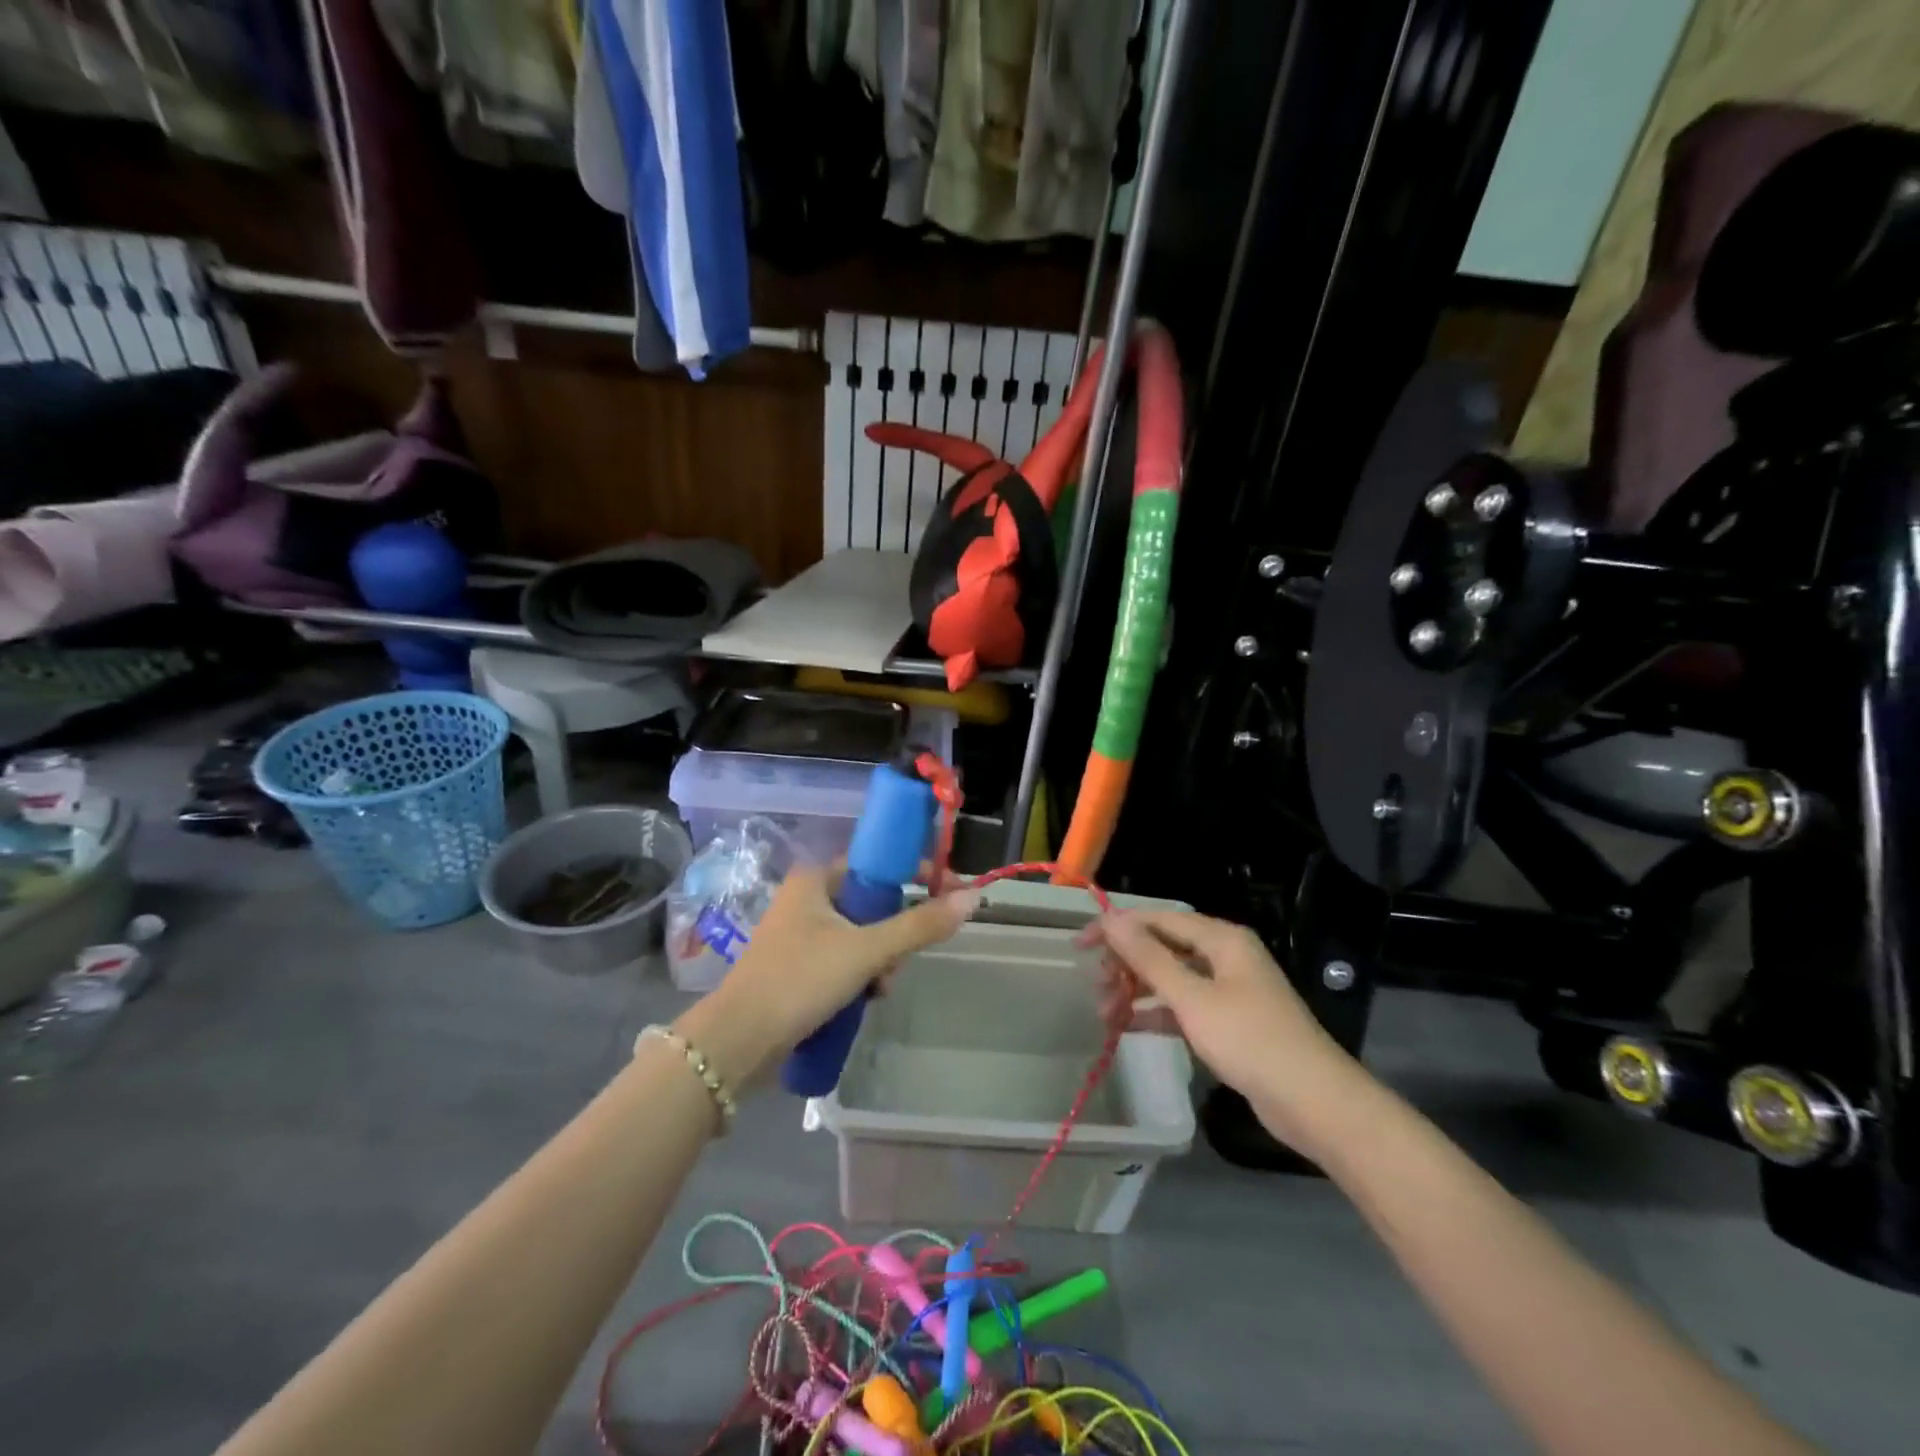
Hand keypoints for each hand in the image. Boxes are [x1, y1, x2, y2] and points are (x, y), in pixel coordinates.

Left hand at [683, 865, 980, 1082]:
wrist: (739, 1041)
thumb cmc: (801, 979)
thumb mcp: (867, 950)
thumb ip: (920, 925)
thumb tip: (973, 897)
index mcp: (815, 879)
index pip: (877, 862)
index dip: (915, 874)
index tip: (947, 892)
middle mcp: (805, 899)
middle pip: (872, 904)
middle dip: (894, 935)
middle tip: (899, 963)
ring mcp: (798, 935)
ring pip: (861, 936)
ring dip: (879, 962)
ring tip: (878, 990)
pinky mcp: (796, 968)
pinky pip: (844, 960)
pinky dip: (860, 976)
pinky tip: (863, 1001)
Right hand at [1087, 909, 1368, 1153]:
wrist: (1313, 1103)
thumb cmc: (1250, 1040)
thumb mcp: (1192, 998)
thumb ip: (1149, 958)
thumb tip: (1111, 920)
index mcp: (1221, 939)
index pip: (1158, 919)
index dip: (1117, 927)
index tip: (1081, 944)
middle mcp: (1224, 956)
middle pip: (1163, 947)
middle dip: (1126, 964)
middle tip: (1096, 985)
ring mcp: (1228, 990)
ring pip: (1171, 978)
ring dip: (1137, 991)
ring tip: (1105, 1013)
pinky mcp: (1229, 1022)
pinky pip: (1183, 1006)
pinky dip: (1156, 1014)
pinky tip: (1127, 1027)